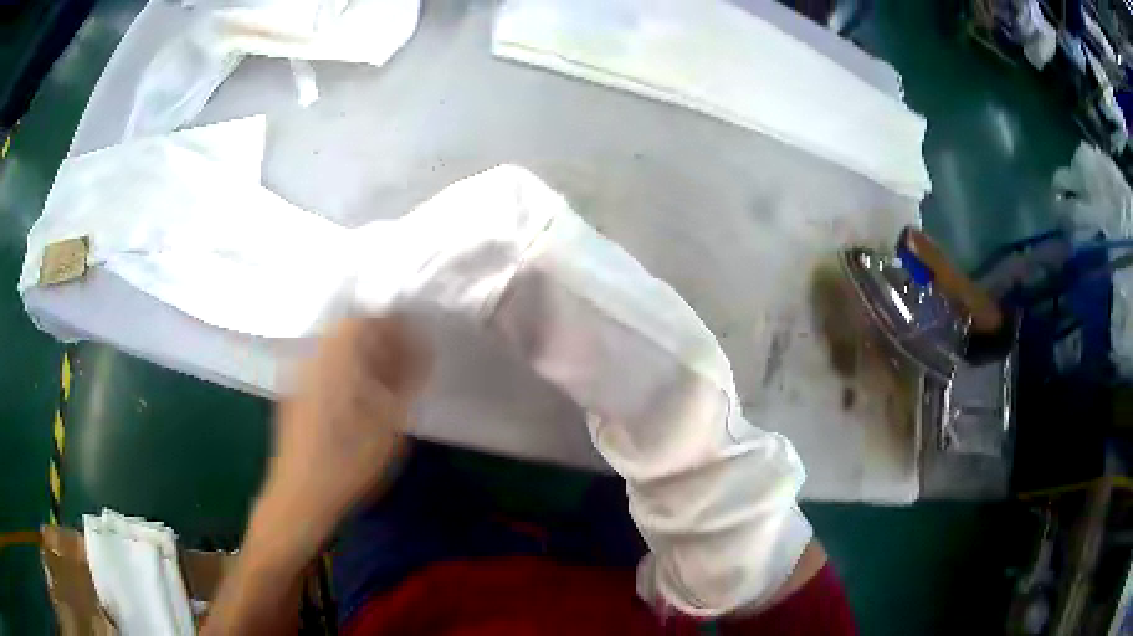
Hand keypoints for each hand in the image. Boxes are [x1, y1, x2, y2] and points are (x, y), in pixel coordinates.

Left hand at [258, 316, 431, 549]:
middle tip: (407, 366)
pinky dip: (347, 373)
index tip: (418, 344)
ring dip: (365, 358)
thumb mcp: (389, 422)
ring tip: (387, 385)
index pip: (366, 319)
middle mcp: (314, 356)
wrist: (300, 495)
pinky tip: (360, 402)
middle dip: (382, 342)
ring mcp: (300, 375)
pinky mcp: (295, 394)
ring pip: (337, 350)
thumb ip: (408, 380)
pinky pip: (325, 368)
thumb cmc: (348, 461)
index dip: (395, 326)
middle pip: (350, 331)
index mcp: (336, 356)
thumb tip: (423, 349)